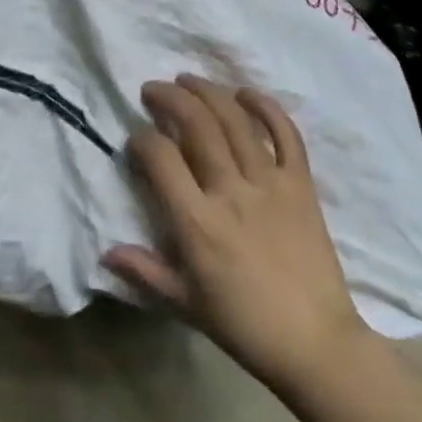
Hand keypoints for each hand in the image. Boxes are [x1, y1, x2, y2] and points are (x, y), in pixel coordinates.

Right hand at [104, 76, 369, 390]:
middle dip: (169, 98)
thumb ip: (145, 271)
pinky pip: (286, 134)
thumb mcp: (185, 303)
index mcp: (198, 223)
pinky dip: (266, 107)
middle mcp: (231, 191)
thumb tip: (106, 251)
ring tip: (188, 79)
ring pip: (235, 120)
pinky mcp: (301, 184)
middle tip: (153, 89)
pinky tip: (246, 92)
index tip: (136, 138)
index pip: (161, 158)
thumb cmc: (243, 325)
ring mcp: (270, 183)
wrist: (315, 342)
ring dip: (208, 92)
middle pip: (196, 125)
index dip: (142, 140)